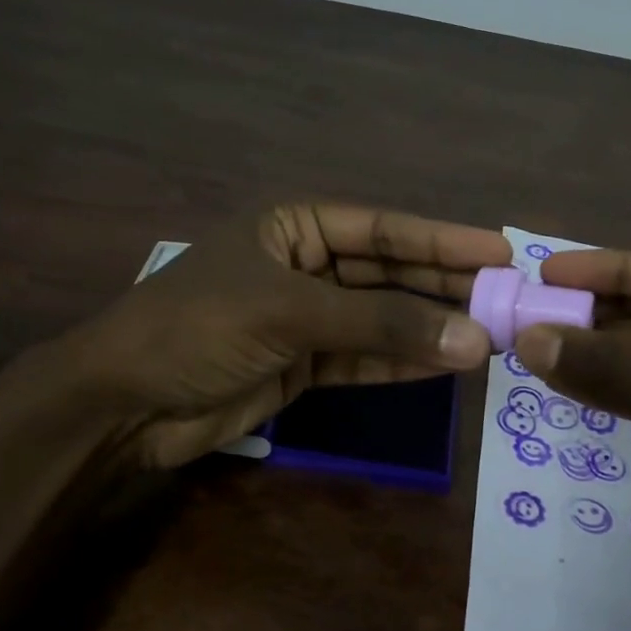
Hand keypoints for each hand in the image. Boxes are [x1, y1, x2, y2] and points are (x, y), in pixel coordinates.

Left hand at [27, 203, 509, 471]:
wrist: (124, 404)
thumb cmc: (198, 329)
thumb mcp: (290, 314)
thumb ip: (382, 325)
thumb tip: (475, 338)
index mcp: (293, 226)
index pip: (382, 229)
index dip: (442, 239)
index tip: (500, 250)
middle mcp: (303, 265)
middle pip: (388, 273)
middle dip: (443, 287)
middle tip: (506, 298)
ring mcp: (304, 318)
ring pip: (381, 319)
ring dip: (429, 328)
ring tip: (489, 336)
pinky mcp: (302, 365)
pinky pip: (364, 357)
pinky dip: (402, 362)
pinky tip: (446, 363)